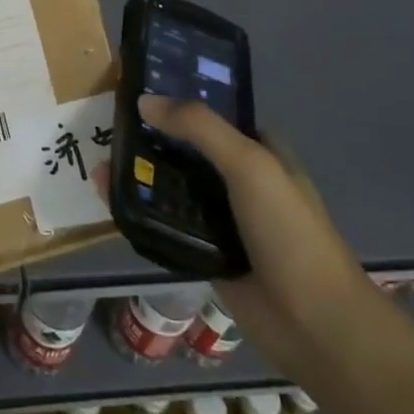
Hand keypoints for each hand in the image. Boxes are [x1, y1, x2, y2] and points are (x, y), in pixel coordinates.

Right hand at [134, 95, 378, 380]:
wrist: (315, 325)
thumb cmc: (289, 232)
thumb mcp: (249, 164)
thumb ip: (199, 126)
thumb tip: (143, 100)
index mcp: (260, 151)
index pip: (213, 113)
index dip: (180, 99)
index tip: (138, 89)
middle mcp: (240, 180)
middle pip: (187, 149)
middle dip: (151, 139)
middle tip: (109, 128)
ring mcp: (223, 219)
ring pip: (173, 187)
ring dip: (141, 177)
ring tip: (98, 163)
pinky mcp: (206, 254)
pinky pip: (167, 225)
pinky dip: (142, 213)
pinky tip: (109, 201)